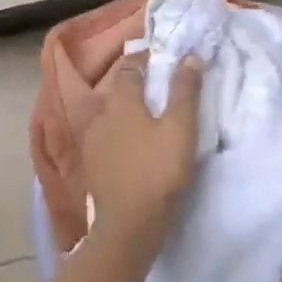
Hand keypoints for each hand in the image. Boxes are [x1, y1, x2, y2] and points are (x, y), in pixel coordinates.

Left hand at [82, 55, 201, 246]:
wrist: (128, 223)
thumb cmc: (158, 170)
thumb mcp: (181, 128)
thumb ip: (185, 91)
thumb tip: (190, 57)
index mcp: (121, 100)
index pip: (129, 66)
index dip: (144, 58)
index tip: (160, 58)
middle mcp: (100, 115)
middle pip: (117, 91)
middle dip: (135, 86)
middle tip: (158, 90)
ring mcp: (91, 141)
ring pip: (110, 116)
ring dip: (126, 113)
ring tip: (147, 120)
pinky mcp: (90, 165)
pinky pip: (105, 140)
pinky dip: (119, 136)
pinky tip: (131, 148)